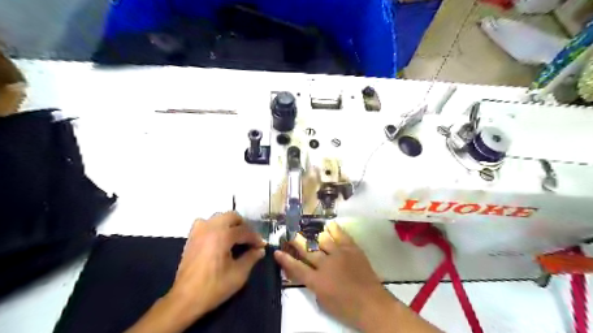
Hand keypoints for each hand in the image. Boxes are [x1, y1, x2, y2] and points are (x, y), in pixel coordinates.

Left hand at [170, 211, 266, 318]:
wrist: (185, 299)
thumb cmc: (214, 287)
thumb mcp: (238, 274)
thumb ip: (251, 258)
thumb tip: (260, 250)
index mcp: (222, 235)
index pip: (245, 231)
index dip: (255, 238)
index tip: (262, 246)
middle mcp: (210, 228)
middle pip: (232, 216)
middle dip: (243, 226)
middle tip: (249, 239)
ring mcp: (199, 231)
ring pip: (219, 217)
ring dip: (230, 224)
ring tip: (236, 237)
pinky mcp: (192, 237)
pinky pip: (206, 223)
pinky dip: (215, 226)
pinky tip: (219, 238)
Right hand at [275, 221, 438, 332]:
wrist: (372, 304)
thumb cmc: (346, 308)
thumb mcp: (323, 301)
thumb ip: (313, 285)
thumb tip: (309, 273)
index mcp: (317, 281)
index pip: (296, 267)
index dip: (285, 259)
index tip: (277, 251)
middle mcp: (325, 264)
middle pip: (307, 249)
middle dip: (297, 242)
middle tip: (291, 235)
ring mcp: (339, 254)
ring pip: (323, 239)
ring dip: (317, 238)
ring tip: (315, 236)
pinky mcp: (352, 249)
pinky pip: (341, 235)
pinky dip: (334, 229)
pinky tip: (330, 225)